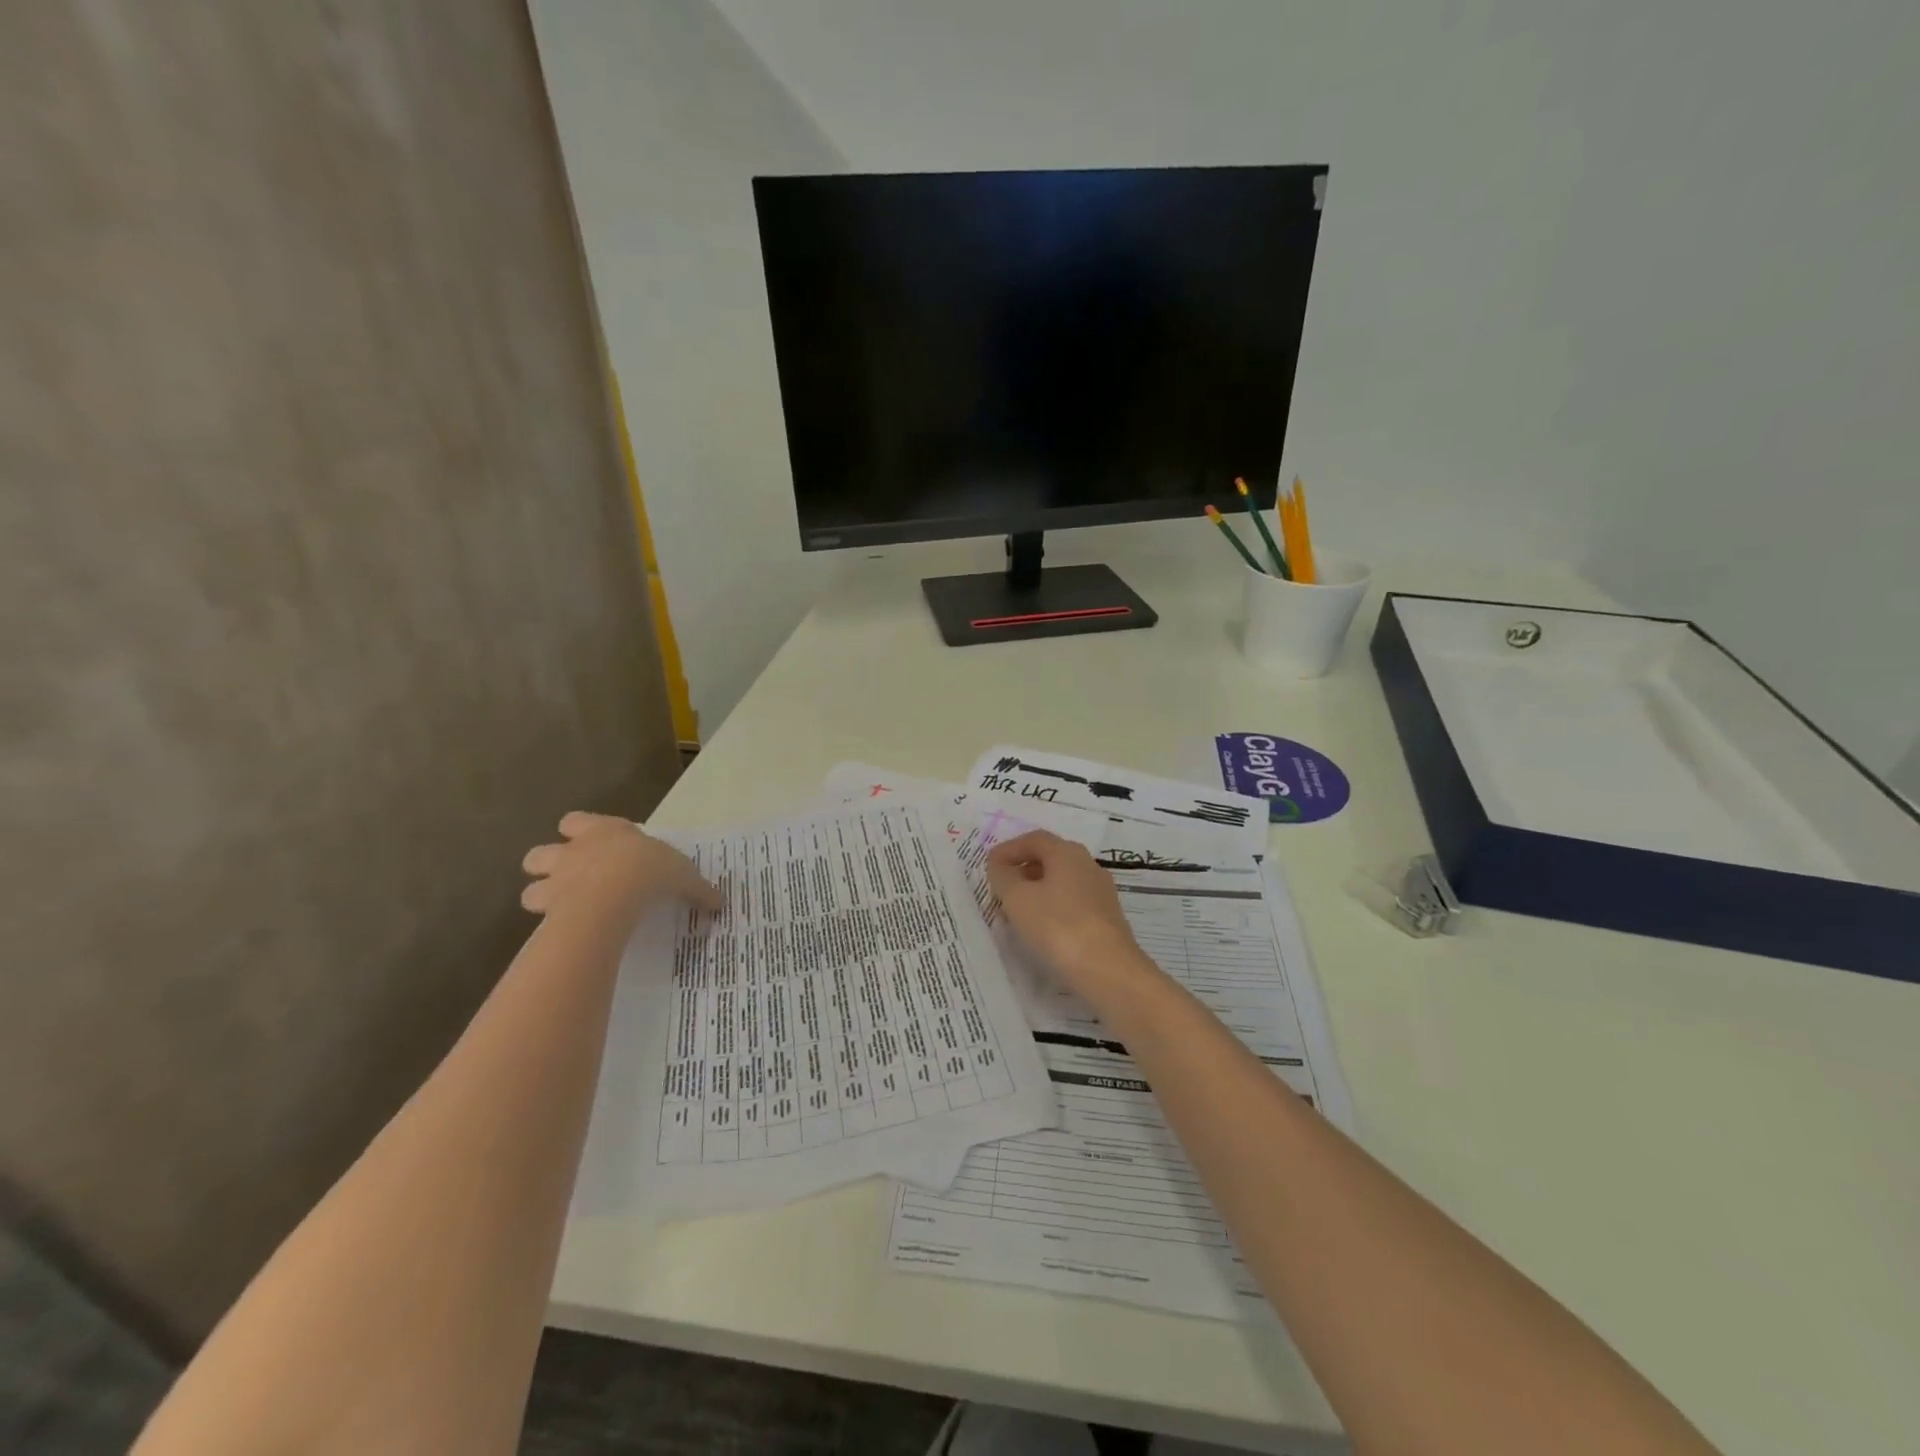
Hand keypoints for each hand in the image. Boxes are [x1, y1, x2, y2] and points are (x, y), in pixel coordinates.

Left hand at [520, 812, 719, 918]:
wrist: (614, 894)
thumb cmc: (649, 870)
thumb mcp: (683, 875)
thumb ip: (697, 888)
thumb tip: (720, 903)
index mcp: (604, 831)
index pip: (575, 822)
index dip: (579, 832)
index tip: (593, 844)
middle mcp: (573, 851)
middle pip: (541, 853)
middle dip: (550, 866)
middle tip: (571, 880)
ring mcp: (556, 880)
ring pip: (531, 888)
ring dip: (543, 898)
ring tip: (564, 911)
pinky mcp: (547, 911)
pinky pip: (539, 920)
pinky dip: (548, 927)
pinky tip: (566, 934)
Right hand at [985, 830, 1160, 1006]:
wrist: (1108, 971)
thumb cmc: (1057, 927)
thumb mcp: (1018, 899)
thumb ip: (1003, 876)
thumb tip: (999, 865)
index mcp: (1067, 853)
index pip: (1034, 839)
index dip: (1009, 849)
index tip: (989, 865)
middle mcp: (1088, 865)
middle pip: (1050, 858)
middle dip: (1023, 868)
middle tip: (1001, 886)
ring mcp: (1101, 892)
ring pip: (1062, 881)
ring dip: (1037, 889)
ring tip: (1016, 910)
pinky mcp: (1106, 918)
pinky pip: (1072, 902)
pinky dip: (1052, 907)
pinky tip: (1041, 927)